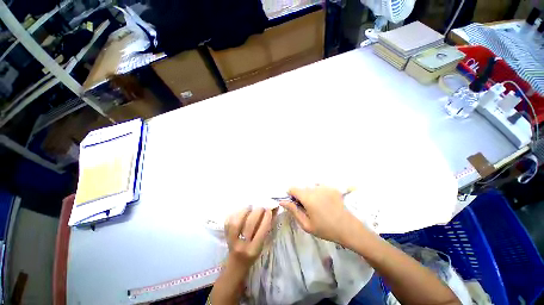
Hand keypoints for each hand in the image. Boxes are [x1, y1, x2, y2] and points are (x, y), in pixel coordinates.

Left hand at [224, 207, 273, 267]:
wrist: (236, 264)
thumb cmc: (253, 254)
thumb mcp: (262, 244)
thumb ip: (267, 228)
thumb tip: (273, 210)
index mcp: (254, 249)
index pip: (262, 230)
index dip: (266, 218)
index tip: (269, 210)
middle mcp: (242, 245)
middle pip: (249, 224)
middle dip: (257, 212)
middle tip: (261, 207)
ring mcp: (231, 240)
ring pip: (237, 221)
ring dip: (245, 211)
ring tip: (250, 207)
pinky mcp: (225, 235)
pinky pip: (229, 221)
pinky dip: (235, 213)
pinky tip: (241, 211)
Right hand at [280, 186, 357, 244]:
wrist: (349, 228)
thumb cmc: (326, 228)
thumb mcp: (306, 224)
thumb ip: (293, 210)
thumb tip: (282, 201)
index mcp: (307, 197)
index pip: (292, 188)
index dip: (291, 196)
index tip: (296, 205)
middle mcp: (315, 188)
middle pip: (302, 188)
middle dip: (301, 196)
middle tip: (308, 209)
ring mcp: (325, 186)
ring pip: (310, 187)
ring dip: (310, 194)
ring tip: (318, 206)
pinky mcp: (332, 187)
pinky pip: (320, 187)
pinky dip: (319, 192)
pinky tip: (326, 202)